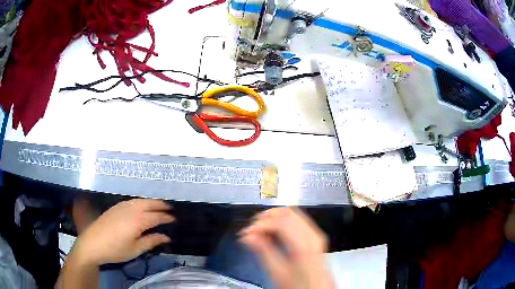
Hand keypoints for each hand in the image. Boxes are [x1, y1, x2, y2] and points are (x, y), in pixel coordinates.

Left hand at [73, 199, 173, 265]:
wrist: (93, 243)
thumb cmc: (116, 249)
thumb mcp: (136, 249)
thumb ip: (151, 241)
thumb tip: (166, 237)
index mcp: (138, 221)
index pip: (156, 216)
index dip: (167, 218)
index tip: (175, 219)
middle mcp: (131, 209)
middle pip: (149, 203)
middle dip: (160, 205)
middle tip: (170, 209)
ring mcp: (122, 206)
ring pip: (140, 200)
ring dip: (151, 202)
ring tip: (158, 206)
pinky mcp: (115, 207)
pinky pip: (132, 201)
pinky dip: (141, 202)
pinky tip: (141, 207)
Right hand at [239, 207, 333, 288]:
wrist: (316, 288)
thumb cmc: (298, 284)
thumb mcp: (278, 273)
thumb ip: (263, 252)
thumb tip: (248, 236)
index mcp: (304, 245)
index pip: (280, 222)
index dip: (260, 224)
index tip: (246, 233)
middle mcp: (312, 234)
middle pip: (287, 213)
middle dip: (266, 217)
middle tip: (251, 229)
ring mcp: (315, 233)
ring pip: (292, 213)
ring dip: (273, 217)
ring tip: (259, 229)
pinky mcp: (314, 235)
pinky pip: (297, 219)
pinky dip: (282, 221)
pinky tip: (272, 230)